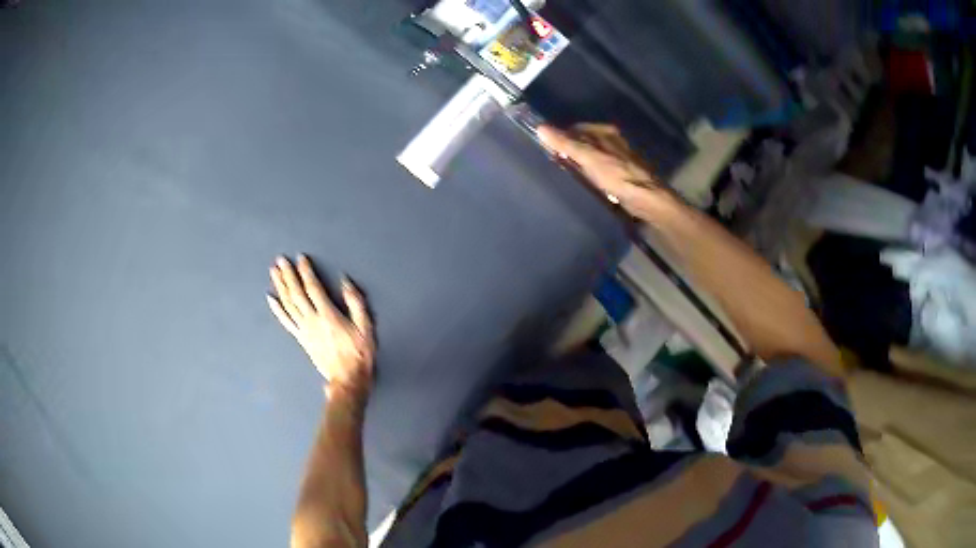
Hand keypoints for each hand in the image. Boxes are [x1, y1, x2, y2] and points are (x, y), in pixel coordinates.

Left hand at [267, 255, 374, 396]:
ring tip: (274, 272)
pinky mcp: (301, 339)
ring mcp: (304, 330)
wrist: (347, 379)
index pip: (313, 288)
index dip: (306, 272)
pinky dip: (277, 309)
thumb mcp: (366, 327)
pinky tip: (271, 299)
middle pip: (296, 293)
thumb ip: (356, 303)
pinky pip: (286, 321)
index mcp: (328, 315)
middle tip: (281, 260)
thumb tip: (346, 283)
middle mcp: (312, 320)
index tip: (300, 258)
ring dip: (280, 287)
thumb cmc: (359, 354)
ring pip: (289, 304)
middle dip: (288, 275)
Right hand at [538, 124, 673, 218]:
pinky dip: (591, 174)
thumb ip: (565, 143)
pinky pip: (600, 169)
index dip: (562, 137)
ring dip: (581, 164)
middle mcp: (613, 141)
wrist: (646, 199)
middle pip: (585, 142)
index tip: (551, 150)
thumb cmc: (616, 175)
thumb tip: (540, 128)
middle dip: (572, 151)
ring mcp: (619, 157)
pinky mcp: (622, 174)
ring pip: (593, 156)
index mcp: (605, 132)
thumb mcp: (587, 157)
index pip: (576, 128)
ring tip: (571, 176)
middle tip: (559, 164)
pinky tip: (587, 184)